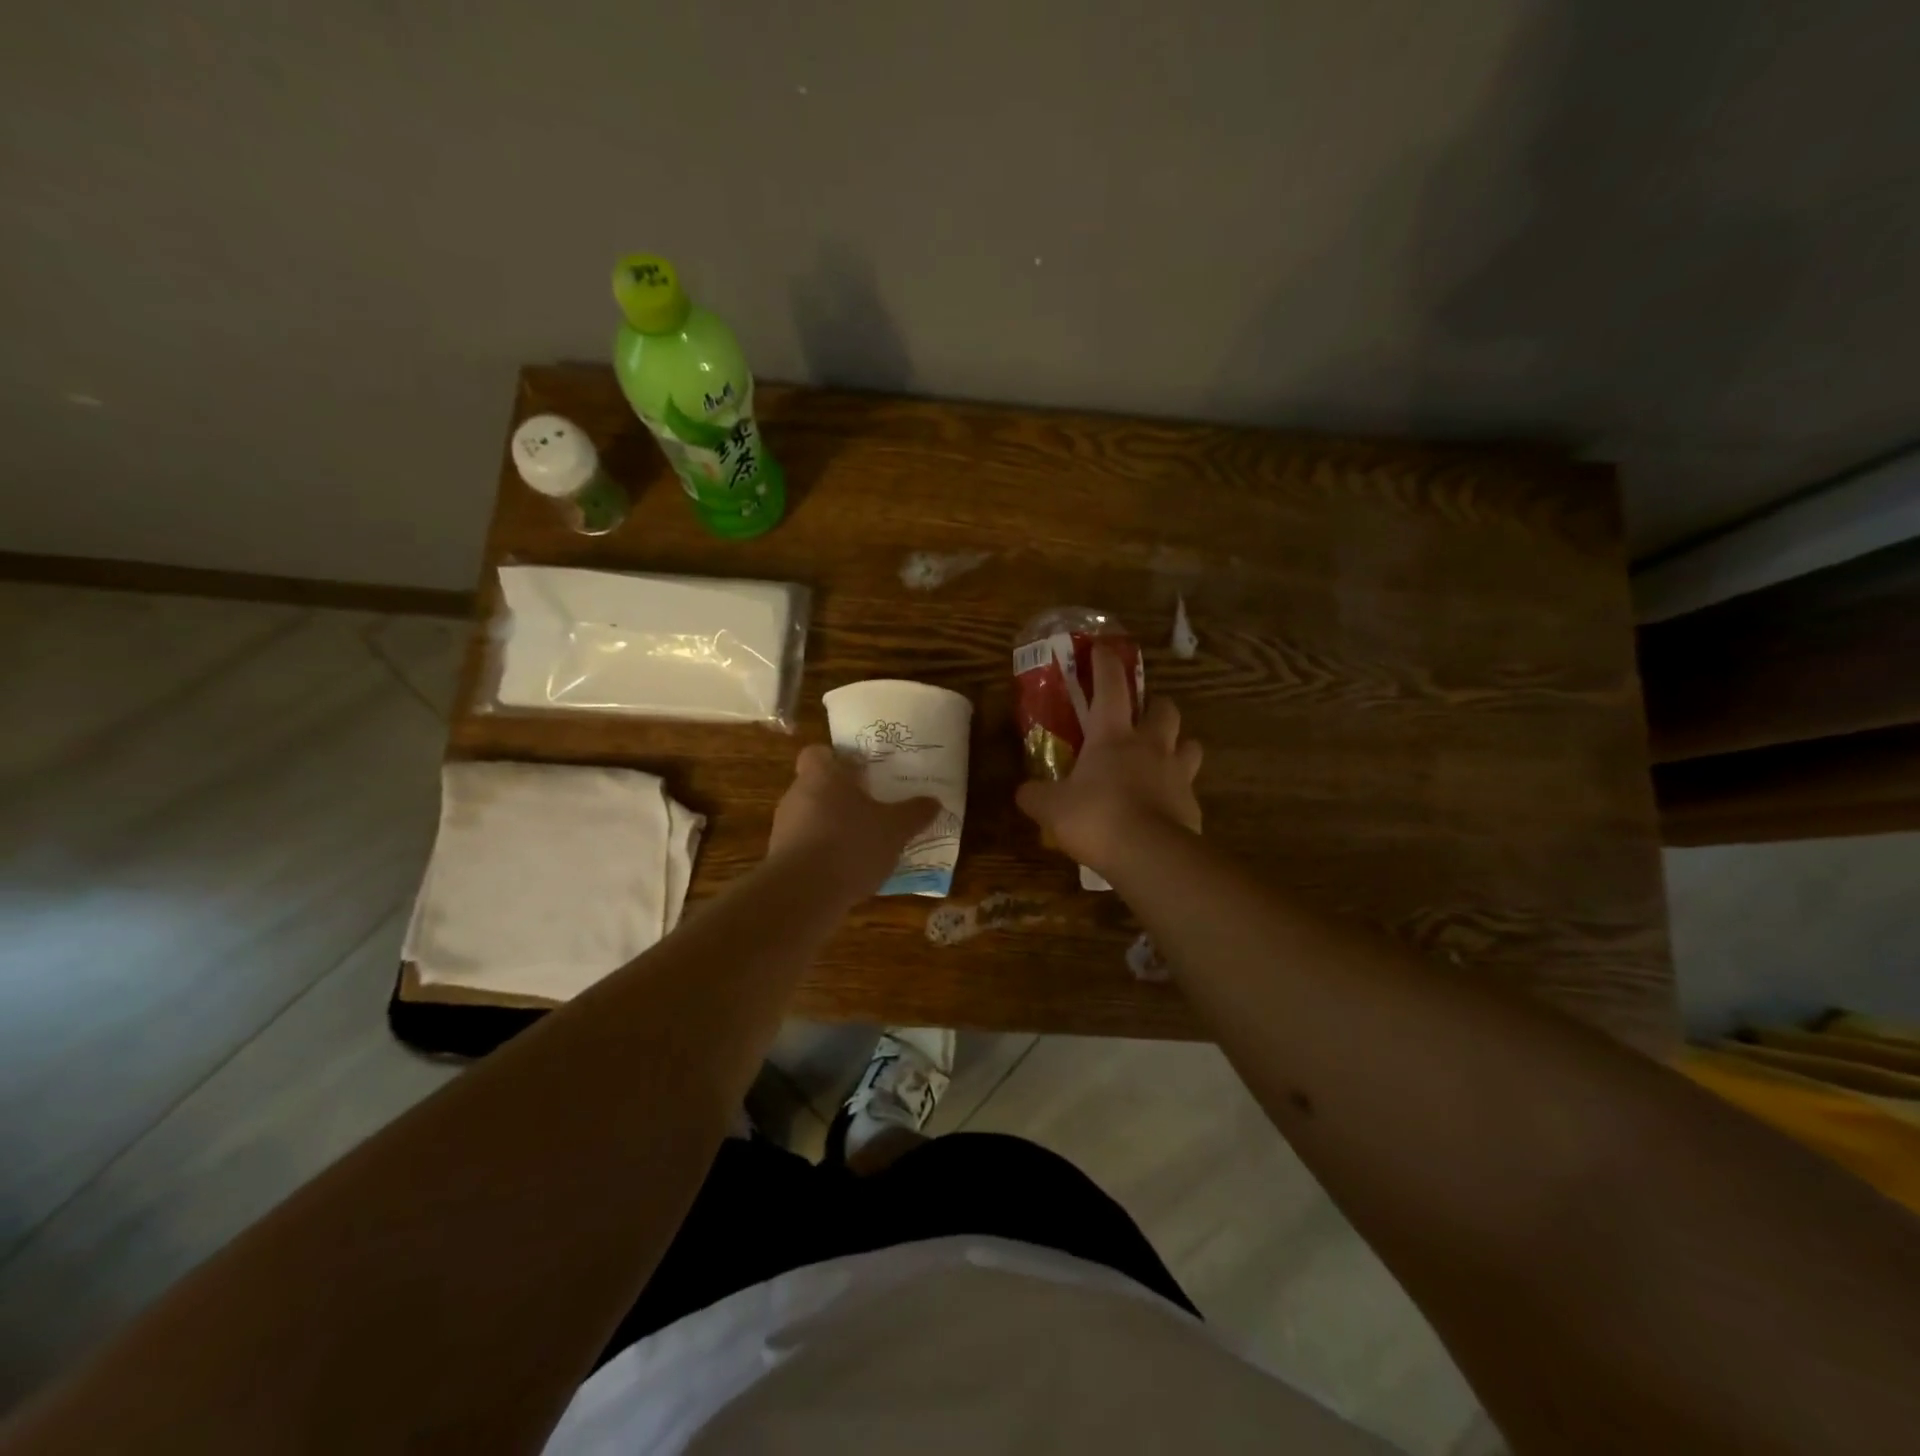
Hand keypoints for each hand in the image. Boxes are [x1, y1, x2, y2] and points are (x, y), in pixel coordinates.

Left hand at [769, 745, 939, 904]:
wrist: (803, 893)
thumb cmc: (851, 844)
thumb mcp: (895, 829)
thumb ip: (914, 813)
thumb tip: (934, 801)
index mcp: (822, 775)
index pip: (818, 753)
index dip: (837, 759)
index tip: (860, 772)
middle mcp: (797, 794)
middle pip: (817, 786)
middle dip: (842, 796)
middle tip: (871, 807)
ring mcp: (784, 827)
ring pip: (811, 817)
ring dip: (832, 826)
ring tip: (863, 843)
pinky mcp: (780, 858)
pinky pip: (805, 846)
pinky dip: (823, 853)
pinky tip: (847, 870)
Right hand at [1015, 645, 1202, 874]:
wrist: (1148, 855)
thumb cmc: (1095, 818)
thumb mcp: (1051, 808)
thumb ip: (1035, 796)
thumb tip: (1023, 792)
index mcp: (1113, 735)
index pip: (1111, 687)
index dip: (1106, 665)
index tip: (1103, 649)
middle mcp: (1150, 745)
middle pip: (1165, 709)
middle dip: (1155, 706)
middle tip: (1142, 717)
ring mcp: (1177, 774)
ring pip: (1190, 745)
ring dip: (1178, 746)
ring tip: (1163, 759)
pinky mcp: (1192, 805)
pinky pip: (1189, 789)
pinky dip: (1178, 792)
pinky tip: (1164, 807)